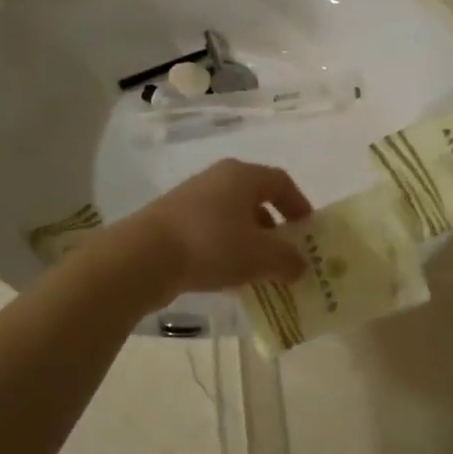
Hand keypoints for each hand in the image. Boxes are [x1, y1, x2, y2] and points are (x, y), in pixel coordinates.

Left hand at [121, 160, 312, 298]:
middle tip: (286, 255)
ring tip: (259, 272)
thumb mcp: (259, 256)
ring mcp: (192, 199)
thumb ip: (287, 260)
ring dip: (249, 242)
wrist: (144, 256)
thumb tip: (301, 265)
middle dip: (274, 227)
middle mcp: (217, 179)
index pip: (281, 182)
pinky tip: (228, 278)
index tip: (308, 231)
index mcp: (242, 175)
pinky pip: (211, 232)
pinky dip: (226, 250)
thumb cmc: (211, 244)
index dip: (298, 204)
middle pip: (255, 199)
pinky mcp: (172, 221)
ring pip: (232, 218)